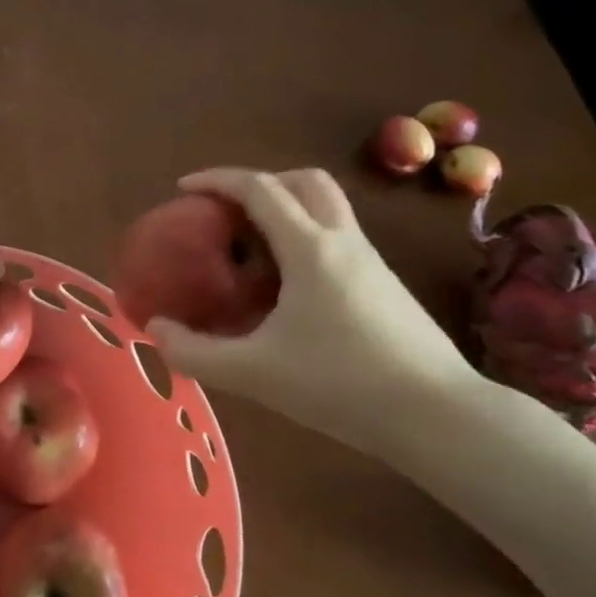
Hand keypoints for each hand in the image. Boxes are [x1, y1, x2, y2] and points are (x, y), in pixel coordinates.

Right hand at [147, 168, 483, 461]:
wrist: (440, 417)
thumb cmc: (342, 384)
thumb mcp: (255, 373)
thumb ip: (196, 353)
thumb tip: (155, 330)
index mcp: (309, 248)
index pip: (259, 188)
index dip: (216, 179)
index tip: (183, 189)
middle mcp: (342, 241)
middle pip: (304, 181)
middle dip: (260, 183)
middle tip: (228, 212)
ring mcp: (370, 261)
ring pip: (327, 208)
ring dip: (286, 210)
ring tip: (252, 250)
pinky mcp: (385, 285)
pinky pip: (337, 238)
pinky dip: (305, 239)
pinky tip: (288, 288)